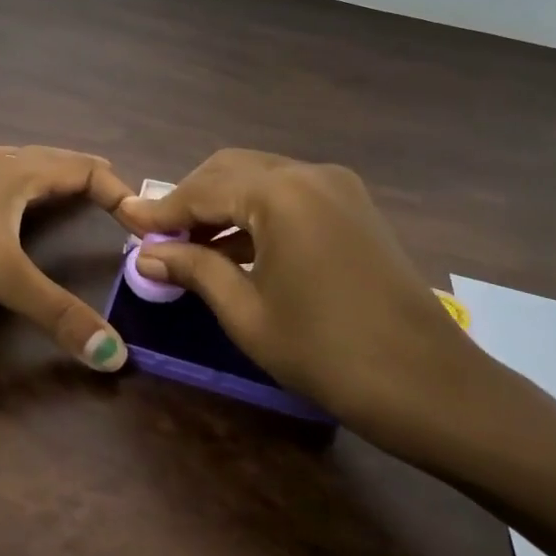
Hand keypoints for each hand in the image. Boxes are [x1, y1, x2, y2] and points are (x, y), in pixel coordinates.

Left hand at [0, 146, 136, 370]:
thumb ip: (54, 312)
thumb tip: (114, 354)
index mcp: (19, 171)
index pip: (85, 167)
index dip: (119, 189)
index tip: (142, 219)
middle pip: (54, 160)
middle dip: (87, 177)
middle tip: (114, 200)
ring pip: (20, 170)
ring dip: (49, 181)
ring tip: (65, 198)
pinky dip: (15, 198)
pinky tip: (2, 219)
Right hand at [119, 150, 503, 464]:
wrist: (430, 385)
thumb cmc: (327, 353)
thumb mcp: (247, 313)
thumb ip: (194, 270)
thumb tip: (145, 255)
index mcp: (280, 193)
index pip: (202, 189)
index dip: (161, 210)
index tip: (125, 221)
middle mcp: (308, 173)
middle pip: (231, 170)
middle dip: (191, 199)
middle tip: (160, 238)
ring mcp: (337, 186)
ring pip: (260, 178)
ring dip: (223, 205)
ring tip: (191, 246)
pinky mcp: (353, 206)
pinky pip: (289, 195)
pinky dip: (256, 213)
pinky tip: (236, 248)